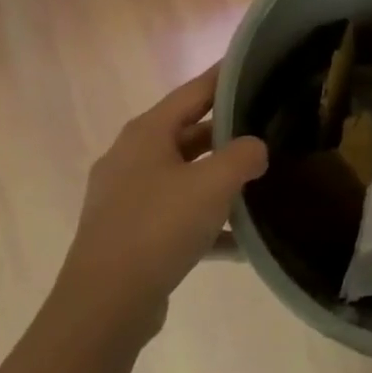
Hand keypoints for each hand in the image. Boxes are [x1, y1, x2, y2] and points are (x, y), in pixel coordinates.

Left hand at [52, 65, 267, 347]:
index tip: (255, 63)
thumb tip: (256, 148)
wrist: (103, 309)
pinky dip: (207, 221)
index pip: (194, 91)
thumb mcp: (214, 183)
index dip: (225, 76)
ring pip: (185, 176)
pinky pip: (177, 216)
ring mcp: (126, 199)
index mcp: (146, 133)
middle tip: (269, 125)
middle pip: (189, 133)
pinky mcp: (129, 235)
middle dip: (229, 132)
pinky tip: (241, 241)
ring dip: (219, 180)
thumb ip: (244, 155)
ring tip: (260, 181)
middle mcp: (132, 158)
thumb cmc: (158, 228)